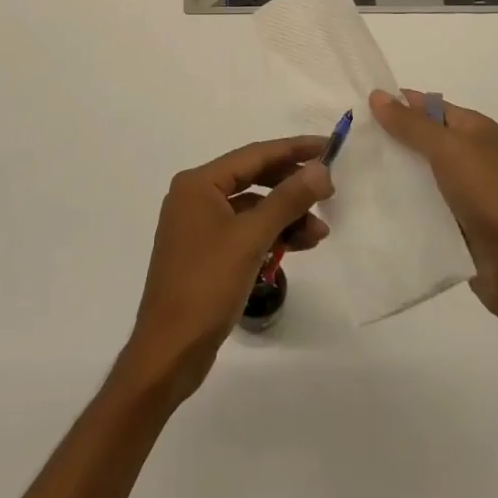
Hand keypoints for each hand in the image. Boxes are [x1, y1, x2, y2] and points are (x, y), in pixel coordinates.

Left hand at [121, 137, 332, 402]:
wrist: (169, 351)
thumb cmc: (206, 285)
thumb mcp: (251, 239)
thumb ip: (287, 200)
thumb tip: (320, 170)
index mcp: (198, 184)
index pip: (254, 155)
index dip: (294, 150)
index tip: (328, 147)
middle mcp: (195, 197)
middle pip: (253, 179)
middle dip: (292, 186)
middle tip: (329, 193)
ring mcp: (199, 226)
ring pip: (252, 209)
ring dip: (286, 217)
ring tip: (320, 232)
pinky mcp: (206, 253)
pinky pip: (245, 231)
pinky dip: (271, 236)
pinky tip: (299, 246)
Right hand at [368, 89, 497, 326]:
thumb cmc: (489, 195)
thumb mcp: (448, 149)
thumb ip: (411, 124)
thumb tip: (377, 94)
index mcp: (475, 130)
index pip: (428, 106)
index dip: (395, 104)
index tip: (355, 109)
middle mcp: (470, 155)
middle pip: (421, 139)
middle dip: (388, 139)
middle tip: (344, 141)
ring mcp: (463, 192)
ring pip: (418, 174)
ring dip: (391, 173)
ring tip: (347, 171)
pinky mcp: (455, 223)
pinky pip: (421, 205)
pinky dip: (400, 203)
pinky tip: (370, 204)